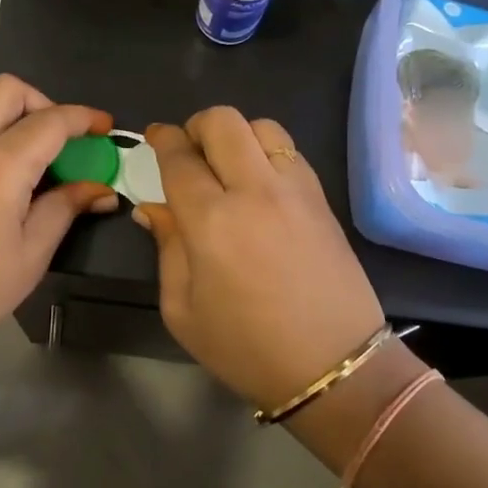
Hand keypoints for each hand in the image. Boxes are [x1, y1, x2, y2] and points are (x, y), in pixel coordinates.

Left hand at [0, 75, 117, 369]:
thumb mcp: (30, 255)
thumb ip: (65, 209)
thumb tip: (101, 188)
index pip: (51, 121)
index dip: (84, 119)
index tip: (105, 127)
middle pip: (7, 89)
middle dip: (41, 102)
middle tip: (58, 139)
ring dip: (4, 107)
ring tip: (22, 147)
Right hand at [134, 109, 384, 411]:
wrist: (334, 366)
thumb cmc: (246, 348)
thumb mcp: (183, 310)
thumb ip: (167, 249)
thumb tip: (153, 209)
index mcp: (211, 221)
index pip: (179, 157)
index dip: (162, 139)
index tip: (154, 137)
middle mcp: (254, 191)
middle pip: (223, 122)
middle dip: (197, 126)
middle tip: (189, 151)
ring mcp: (295, 190)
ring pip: (263, 127)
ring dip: (237, 135)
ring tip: (228, 165)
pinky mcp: (322, 199)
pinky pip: (291, 152)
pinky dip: (268, 152)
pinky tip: (260, 184)